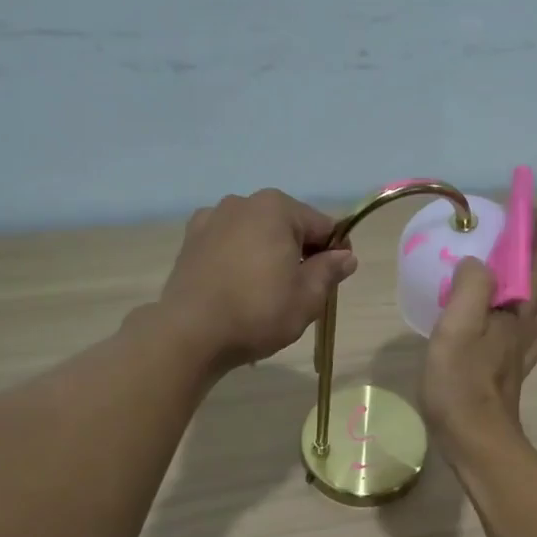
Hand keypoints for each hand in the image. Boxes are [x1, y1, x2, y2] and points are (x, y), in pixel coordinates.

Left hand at [155, 190, 357, 368]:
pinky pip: (229, 245)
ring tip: (266, 293)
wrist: (190, 334)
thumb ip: (330, 271)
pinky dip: (239, 259)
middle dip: (300, 253)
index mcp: (276, 208)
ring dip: (268, 255)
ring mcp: (211, 219)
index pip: (323, 226)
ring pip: (256, 234)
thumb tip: (346, 256)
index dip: (335, 252)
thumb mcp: (308, 297)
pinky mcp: (190, 241)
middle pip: (287, 226)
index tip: (335, 280)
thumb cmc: (258, 312)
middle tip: (301, 292)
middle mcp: (242, 202)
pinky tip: (237, 288)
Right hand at [423, 223, 536, 455]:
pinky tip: (512, 320)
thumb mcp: (458, 327)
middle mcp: (525, 327)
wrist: (477, 441)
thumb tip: (477, 262)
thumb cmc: (462, 383)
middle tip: (535, 229)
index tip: (532, 206)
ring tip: (526, 266)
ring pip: (535, 306)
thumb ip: (470, 287)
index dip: (534, 234)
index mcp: (515, 311)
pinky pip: (522, 328)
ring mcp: (520, 351)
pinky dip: (522, 310)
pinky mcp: (509, 370)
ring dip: (535, 280)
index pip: (532, 263)